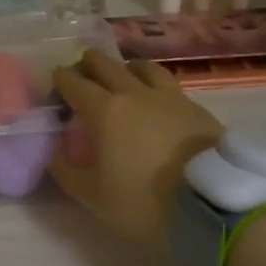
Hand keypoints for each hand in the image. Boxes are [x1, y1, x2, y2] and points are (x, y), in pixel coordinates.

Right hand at [50, 50, 224, 244]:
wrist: (212, 201)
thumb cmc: (145, 200)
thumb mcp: (94, 196)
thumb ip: (67, 171)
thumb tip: (53, 152)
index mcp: (105, 110)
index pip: (74, 83)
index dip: (61, 79)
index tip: (55, 83)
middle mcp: (134, 93)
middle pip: (106, 64)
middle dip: (89, 64)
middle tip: (83, 73)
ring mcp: (168, 96)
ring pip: (141, 66)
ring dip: (124, 67)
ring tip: (122, 76)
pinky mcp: (194, 106)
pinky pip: (167, 83)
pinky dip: (153, 82)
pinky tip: (155, 98)